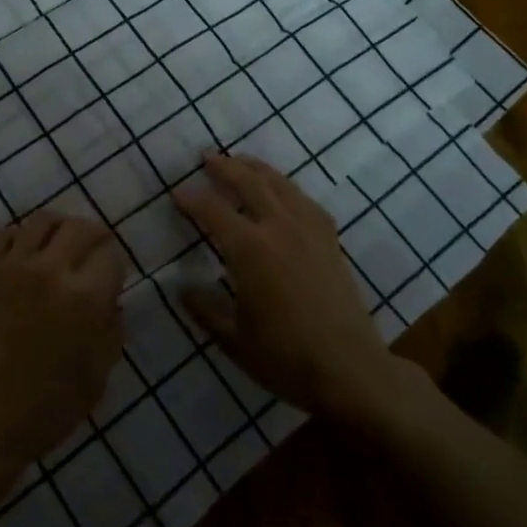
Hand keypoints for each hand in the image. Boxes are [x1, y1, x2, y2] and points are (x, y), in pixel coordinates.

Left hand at [0, 212, 126, 494]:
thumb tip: (113, 301)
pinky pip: (6, 234)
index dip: (116, 264)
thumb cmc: (44, 409)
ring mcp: (12, 266)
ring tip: (60, 244)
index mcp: (85, 299)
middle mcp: (50, 271)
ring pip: (43, 221)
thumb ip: (111, 332)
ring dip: (59, 228)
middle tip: (94, 249)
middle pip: (80, 228)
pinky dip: (21, 238)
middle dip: (95, 235)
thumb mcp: (96, 379)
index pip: (111, 256)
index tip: (112, 274)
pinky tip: (25, 256)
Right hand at [175, 153, 419, 420]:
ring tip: (242, 162)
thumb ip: (205, 309)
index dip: (192, 199)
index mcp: (250, 250)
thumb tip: (182, 289)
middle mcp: (279, 228)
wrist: (350, 369)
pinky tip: (283, 192)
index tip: (176, 193)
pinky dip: (288, 188)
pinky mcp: (330, 241)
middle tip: (207, 157)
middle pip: (249, 183)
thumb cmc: (285, 357)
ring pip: (280, 184)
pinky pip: (305, 201)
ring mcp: (309, 231)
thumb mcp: (233, 339)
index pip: (213, 211)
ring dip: (257, 169)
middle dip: (225, 167)